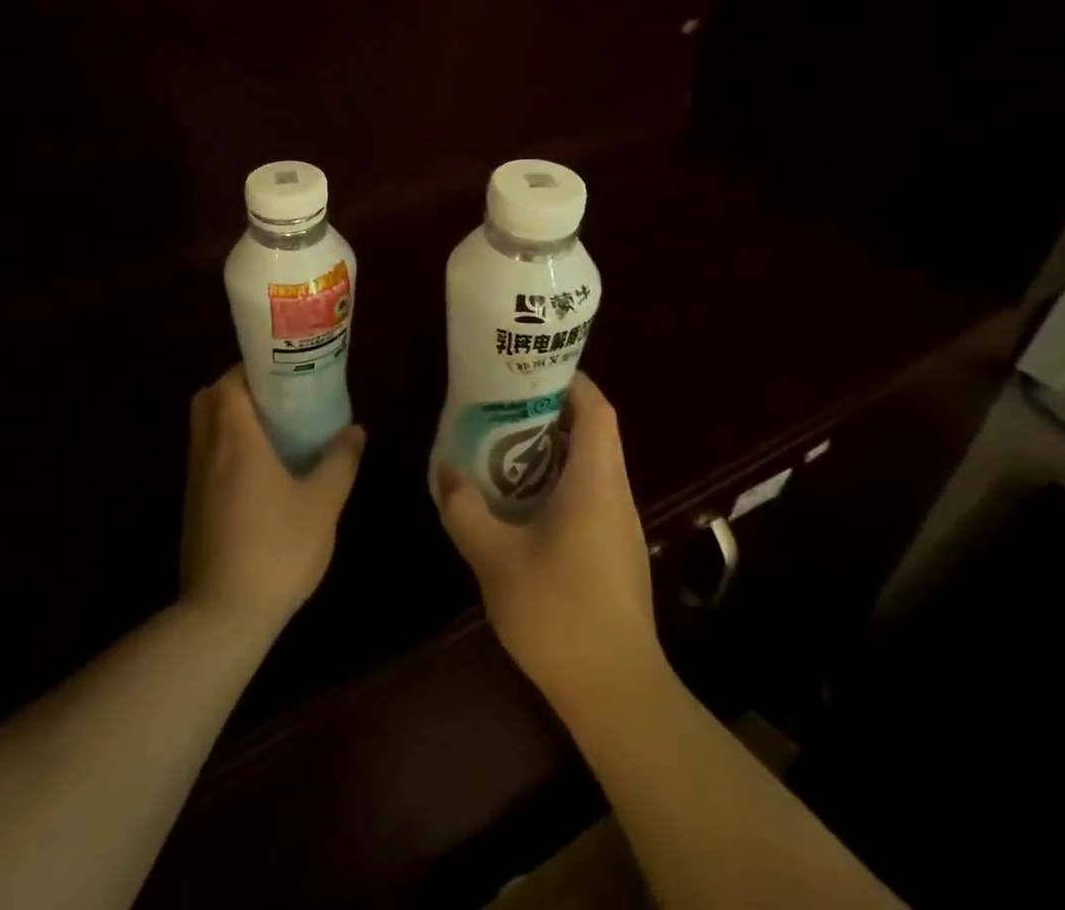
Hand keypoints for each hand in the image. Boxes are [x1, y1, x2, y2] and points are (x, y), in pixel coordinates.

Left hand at [180, 366, 364, 641]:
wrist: (223, 616)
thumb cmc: (277, 548)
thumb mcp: (322, 504)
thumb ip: (339, 461)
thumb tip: (355, 430)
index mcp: (235, 439)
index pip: (228, 382)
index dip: (249, 369)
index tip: (280, 371)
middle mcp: (207, 451)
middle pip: (208, 400)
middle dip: (236, 389)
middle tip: (275, 398)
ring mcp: (194, 481)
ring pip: (204, 430)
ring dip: (229, 420)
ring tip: (271, 431)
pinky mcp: (192, 509)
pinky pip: (204, 459)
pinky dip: (224, 449)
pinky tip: (258, 473)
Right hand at [436, 372, 660, 710]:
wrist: (617, 693)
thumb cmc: (558, 613)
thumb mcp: (495, 558)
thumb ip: (464, 509)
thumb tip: (443, 470)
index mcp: (596, 481)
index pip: (597, 409)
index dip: (571, 381)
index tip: (530, 371)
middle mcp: (616, 494)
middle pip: (594, 433)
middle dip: (550, 412)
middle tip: (502, 407)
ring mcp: (621, 526)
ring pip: (592, 466)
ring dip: (552, 450)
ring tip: (503, 448)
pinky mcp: (617, 553)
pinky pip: (590, 496)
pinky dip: (559, 483)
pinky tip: (522, 505)